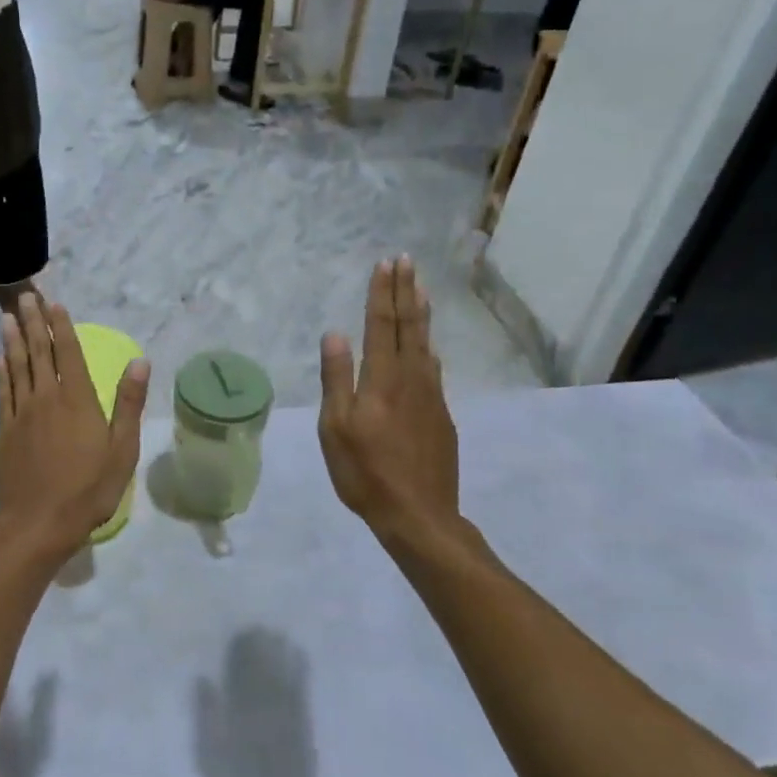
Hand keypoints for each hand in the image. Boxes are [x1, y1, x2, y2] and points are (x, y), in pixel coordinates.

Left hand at [0, 295, 150, 551]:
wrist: (38, 522)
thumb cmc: (89, 489)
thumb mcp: (122, 449)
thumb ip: (129, 403)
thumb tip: (140, 362)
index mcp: (78, 399)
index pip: (70, 353)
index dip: (62, 326)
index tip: (55, 303)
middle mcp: (47, 397)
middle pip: (39, 352)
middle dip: (34, 322)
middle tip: (25, 295)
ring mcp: (22, 413)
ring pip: (17, 366)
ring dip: (13, 339)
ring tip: (8, 316)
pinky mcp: (5, 430)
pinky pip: (3, 392)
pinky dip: (1, 371)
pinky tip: (0, 358)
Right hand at [319, 257, 459, 545]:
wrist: (420, 515)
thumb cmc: (367, 473)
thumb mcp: (336, 429)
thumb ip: (337, 379)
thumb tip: (335, 334)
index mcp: (382, 379)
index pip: (382, 325)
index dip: (382, 293)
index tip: (385, 264)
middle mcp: (411, 378)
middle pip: (409, 326)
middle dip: (405, 291)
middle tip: (407, 261)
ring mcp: (431, 396)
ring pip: (426, 343)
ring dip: (421, 312)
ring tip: (421, 288)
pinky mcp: (441, 414)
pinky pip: (434, 367)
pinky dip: (429, 345)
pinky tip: (429, 344)